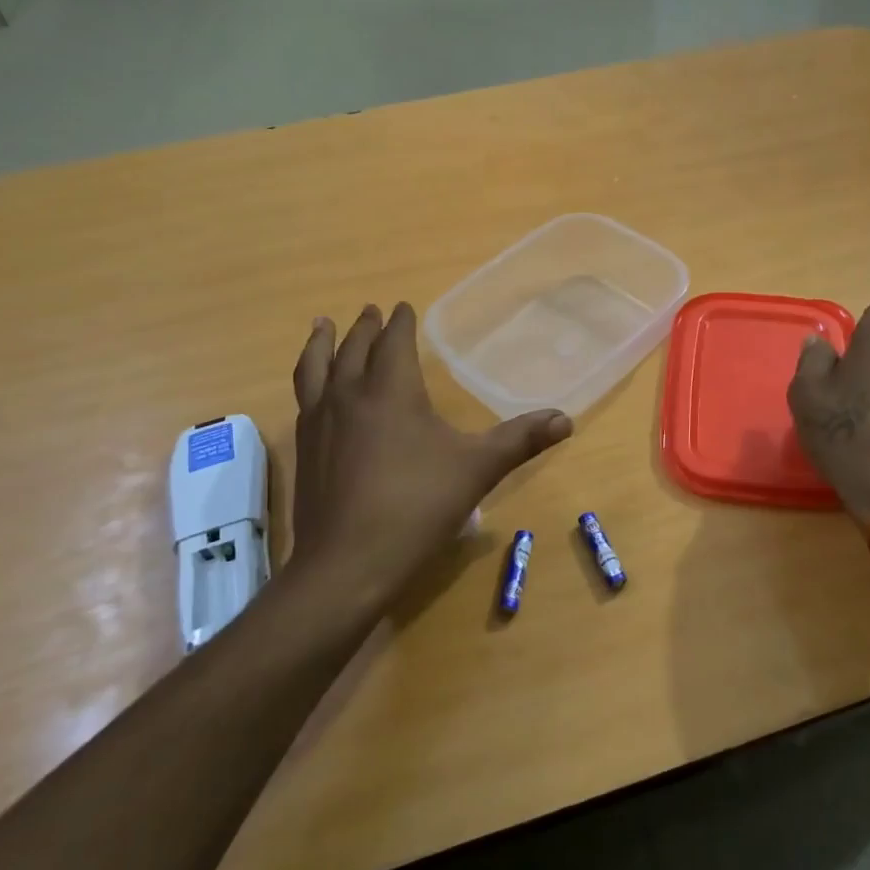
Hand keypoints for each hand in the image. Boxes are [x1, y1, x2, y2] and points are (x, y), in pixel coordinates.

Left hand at [288, 303, 572, 611]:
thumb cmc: (417, 507)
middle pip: (354, 349)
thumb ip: (520, 440)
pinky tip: (315, 391)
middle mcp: (349, 396)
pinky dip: (309, 379)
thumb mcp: (477, 470)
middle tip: (371, 311)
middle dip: (366, 327)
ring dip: (322, 343)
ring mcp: (319, 423)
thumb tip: (566, 419)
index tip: (404, 306)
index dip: (401, 322)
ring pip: (316, 368)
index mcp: (391, 390)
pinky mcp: (303, 450)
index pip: (394, 342)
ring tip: (322, 325)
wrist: (347, 564)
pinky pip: (304, 398)